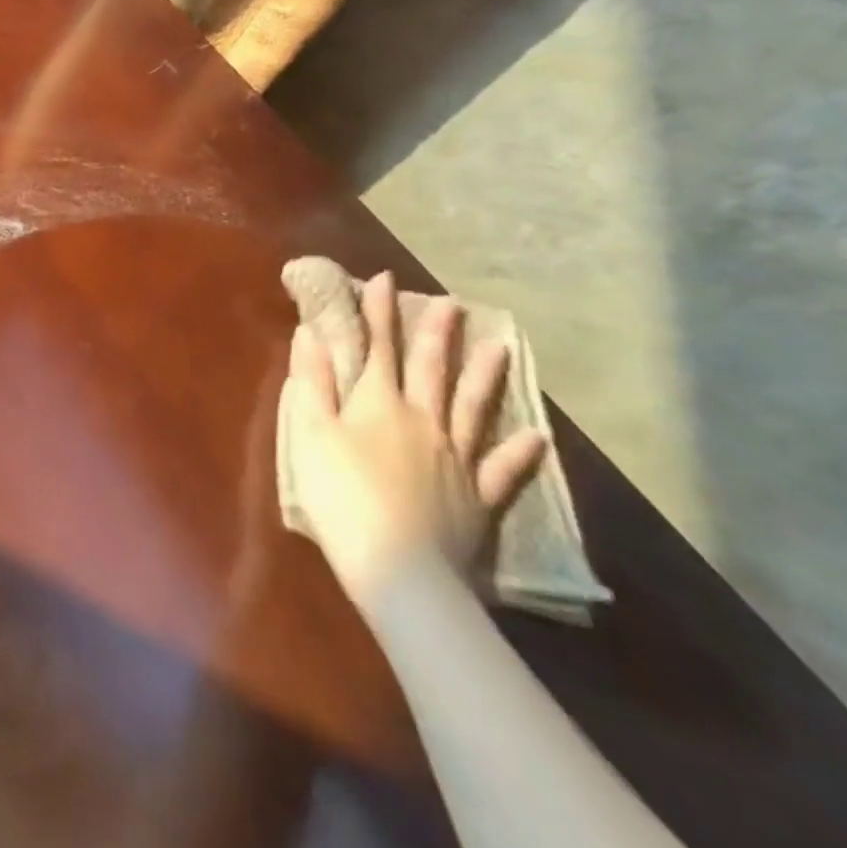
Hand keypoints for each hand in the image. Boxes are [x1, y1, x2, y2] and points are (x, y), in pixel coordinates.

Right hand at [284, 272, 548, 609]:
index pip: (377, 346)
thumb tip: (311, 334)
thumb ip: (312, 381)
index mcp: (378, 403)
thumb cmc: (341, 494)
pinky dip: (520, 452)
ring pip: (473, 407)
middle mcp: (422, 419)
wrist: (399, 568)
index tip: (383, 278)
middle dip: (436, 333)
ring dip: (484, 376)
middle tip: (453, 303)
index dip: (378, 311)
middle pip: (431, 369)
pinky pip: (502, 469)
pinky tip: (537, 435)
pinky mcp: (478, 497)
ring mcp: (456, 458)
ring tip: (500, 348)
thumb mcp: (310, 432)